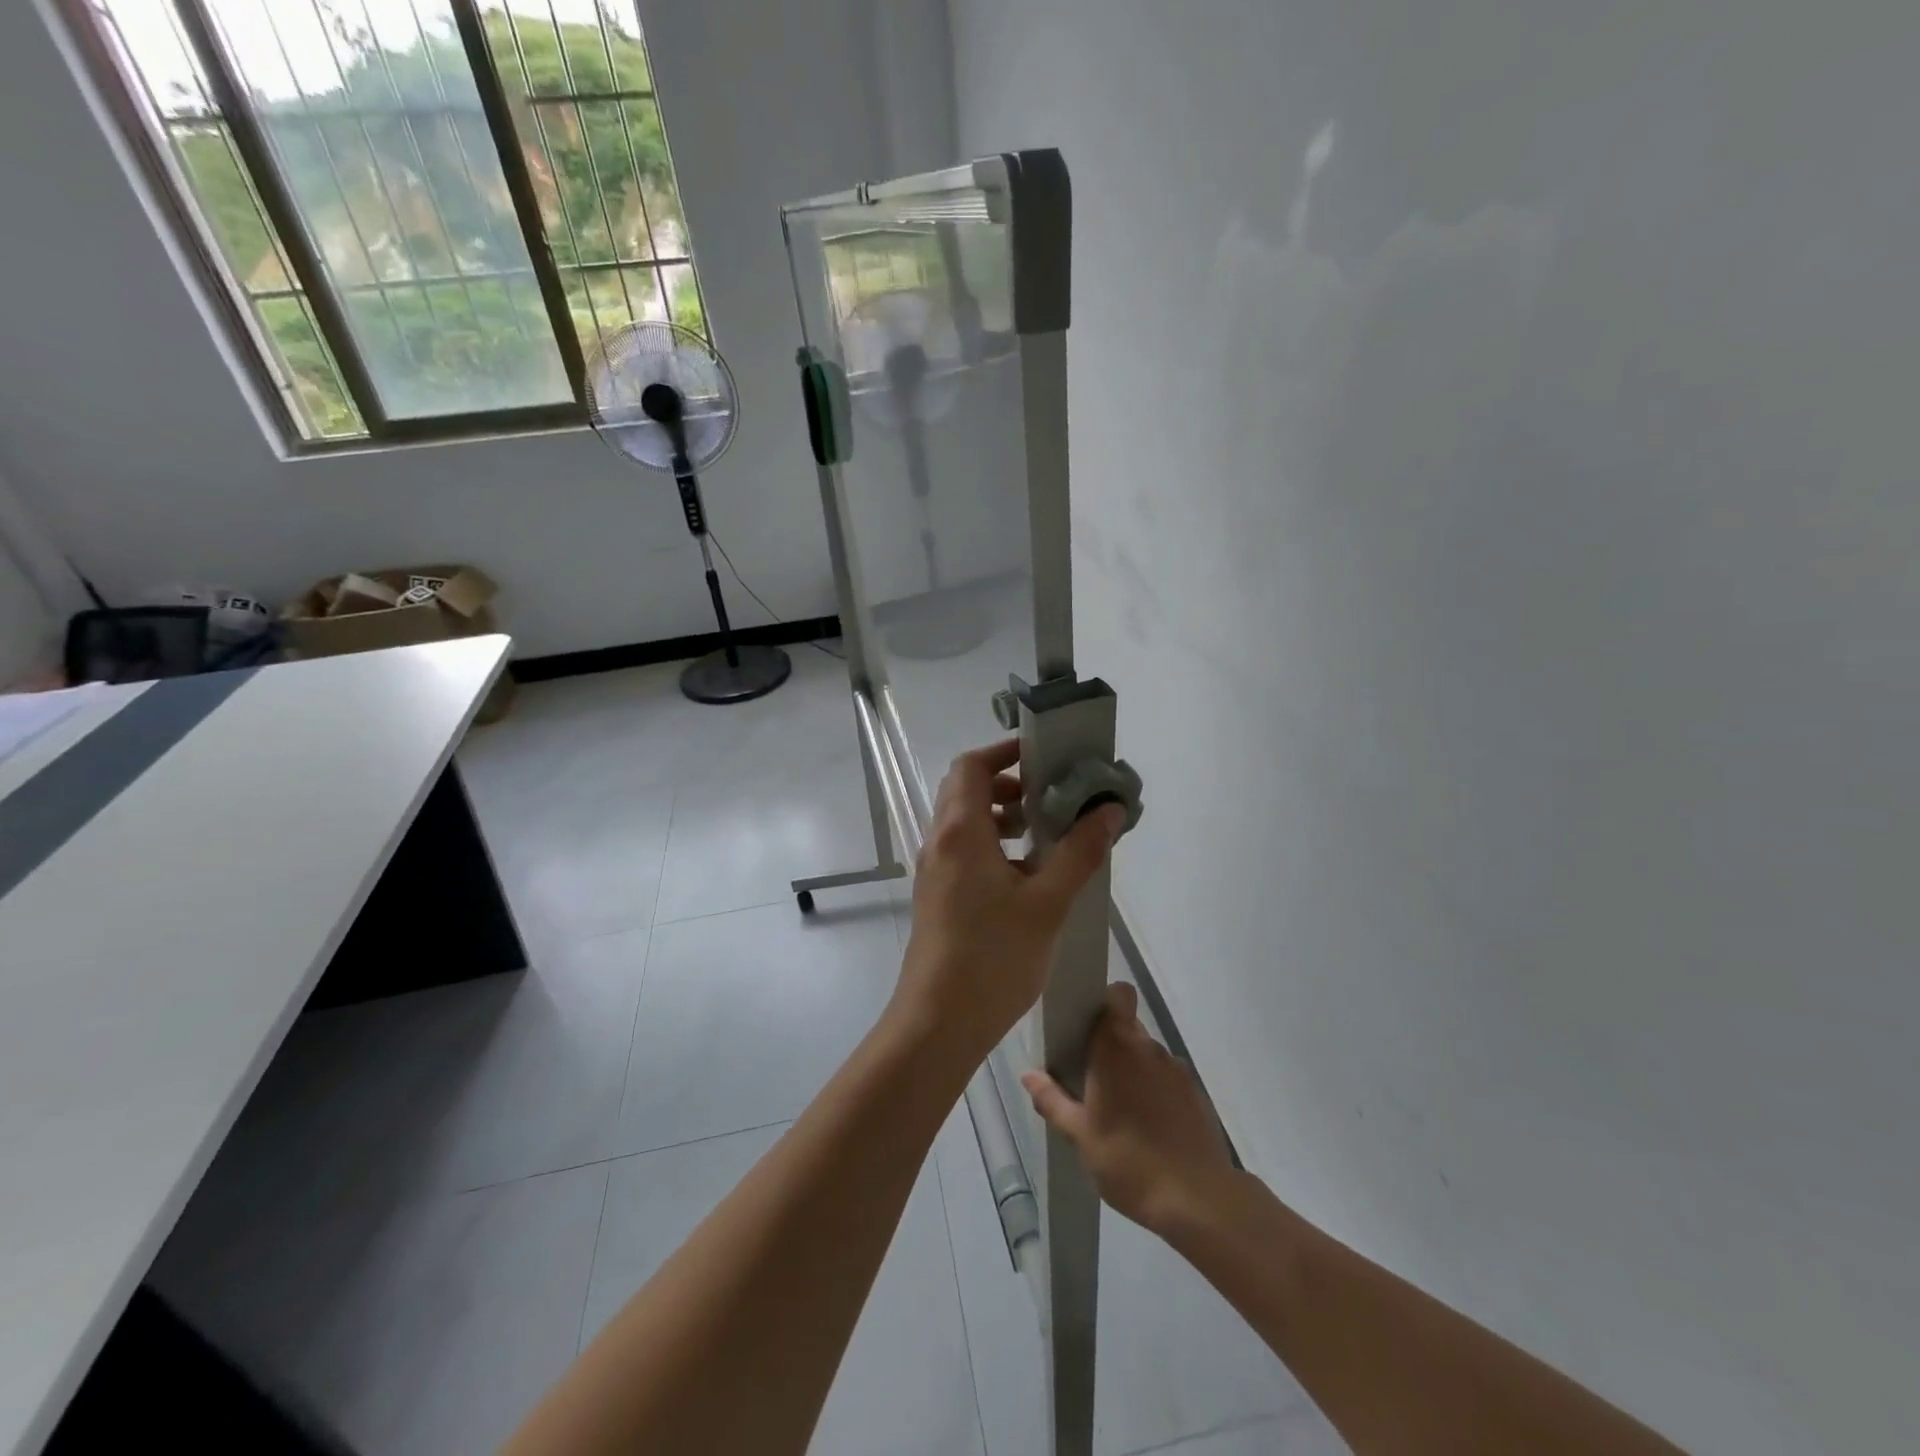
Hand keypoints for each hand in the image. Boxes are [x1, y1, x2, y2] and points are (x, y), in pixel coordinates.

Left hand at [894, 739, 1124, 1065]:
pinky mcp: (937, 895)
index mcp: (960, 831)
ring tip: (1045, 833)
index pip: (973, 766)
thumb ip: (1079, 852)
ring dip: (1002, 816)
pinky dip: (993, 844)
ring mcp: (934, 870)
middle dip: (1009, 784)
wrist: (939, 1022)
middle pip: (966, 790)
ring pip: (965, 822)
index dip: (1005, 752)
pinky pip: (964, 850)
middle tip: (1052, 795)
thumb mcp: (1047, 902)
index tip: (1044, 755)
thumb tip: (1109, 810)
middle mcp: (940, 842)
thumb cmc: (993, 956)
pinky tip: (1027, 875)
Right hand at [1022, 983, 1235, 1234]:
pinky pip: (1166, 1077)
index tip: (1088, 1024)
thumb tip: (1029, 1075)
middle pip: (1127, 1026)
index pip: (1118, 995)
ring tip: (1120, 1111)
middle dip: (1109, 1045)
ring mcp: (1176, 1069)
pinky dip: (1154, 1091)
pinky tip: (1147, 1128)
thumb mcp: (1080, 1136)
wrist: (1199, 1201)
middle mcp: (1148, 1048)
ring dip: (1132, 1070)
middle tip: (1091, 1079)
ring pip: (1146, 1054)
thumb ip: (1052, 1101)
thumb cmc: (1129, 1161)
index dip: (1106, 1000)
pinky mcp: (1195, 1092)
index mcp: (1117, 1048)